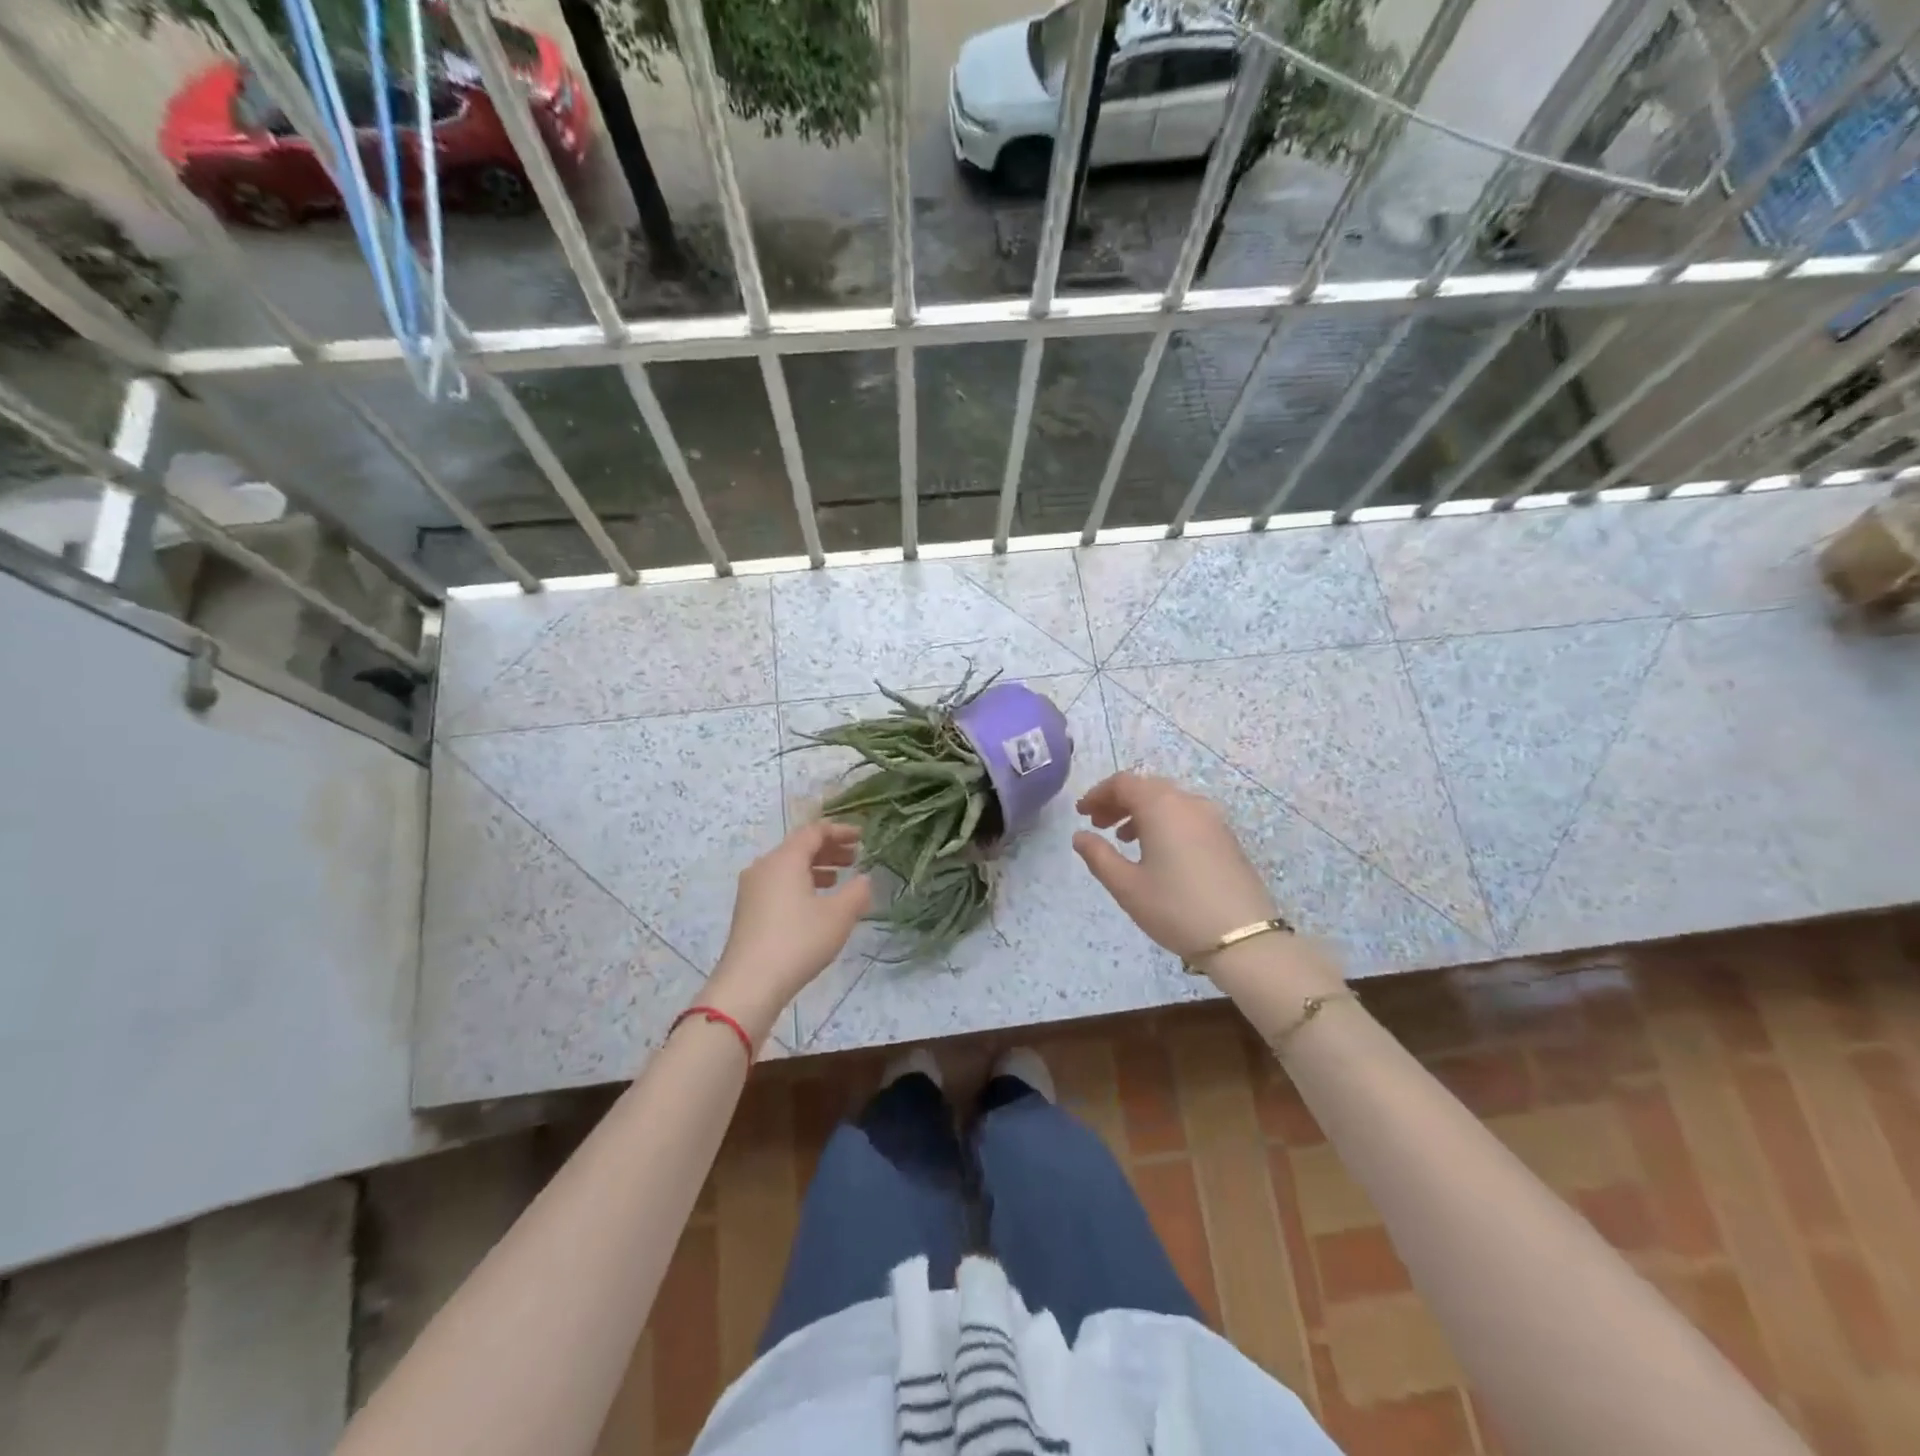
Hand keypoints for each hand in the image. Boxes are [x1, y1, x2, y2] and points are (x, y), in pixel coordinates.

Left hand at [702, 822, 872, 1044]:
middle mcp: (764, 867)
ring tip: (839, 880)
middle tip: (855, 858)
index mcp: (784, 859)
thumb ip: (857, 892)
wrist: (749, 984)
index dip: (840, 831)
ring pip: (788, 867)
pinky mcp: (747, 911)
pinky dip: (801, 884)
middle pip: (799, 847)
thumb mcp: (839, 916)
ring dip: (816, 868)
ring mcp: (751, 890)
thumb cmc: (798, 941)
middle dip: (829, 850)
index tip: (862, 837)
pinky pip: (779, 885)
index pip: (814, 831)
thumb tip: (864, 879)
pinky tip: (816, 904)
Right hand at [1072, 771, 1279, 962]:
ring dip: (1141, 812)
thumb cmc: (1175, 908)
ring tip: (1124, 839)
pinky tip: (1157, 852)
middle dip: (1118, 801)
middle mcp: (1189, 803)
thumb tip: (1080, 836)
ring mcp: (1212, 819)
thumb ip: (1098, 856)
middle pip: (1147, 787)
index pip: (1123, 782)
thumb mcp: (1126, 886)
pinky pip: (1187, 816)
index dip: (1098, 794)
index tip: (1081, 814)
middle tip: (1098, 825)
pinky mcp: (1226, 838)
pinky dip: (1164, 822)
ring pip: (1169, 801)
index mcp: (1161, 806)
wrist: (1243, 938)